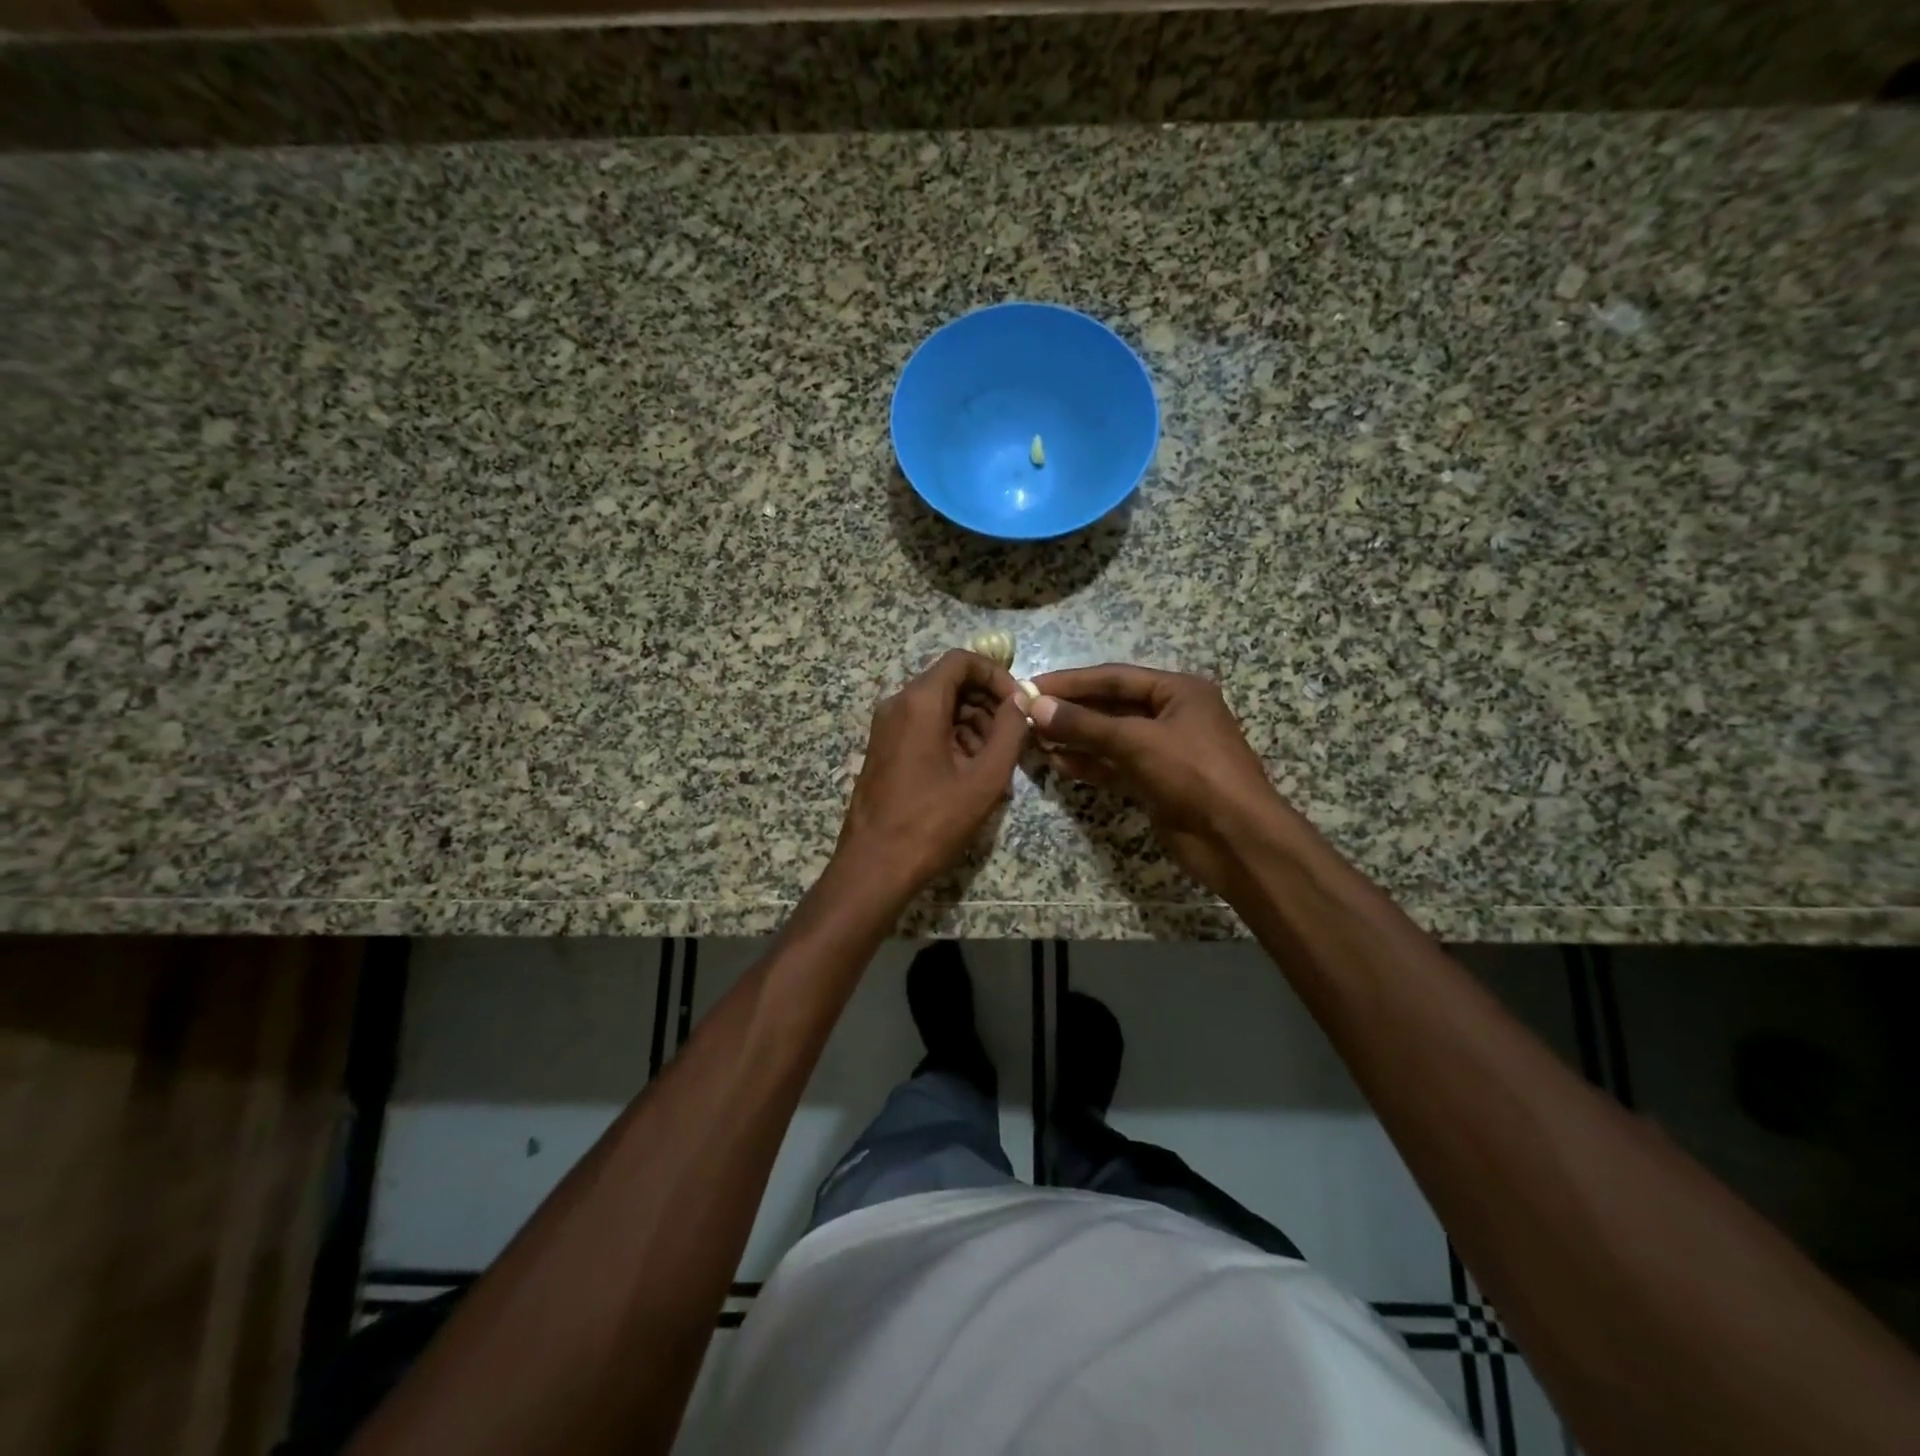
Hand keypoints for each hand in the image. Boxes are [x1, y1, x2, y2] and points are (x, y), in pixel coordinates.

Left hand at [835, 650, 1029, 893]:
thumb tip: (1021, 700)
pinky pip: (923, 728)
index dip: (996, 675)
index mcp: (920, 702)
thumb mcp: (985, 778)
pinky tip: (969, 774)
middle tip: (1012, 738)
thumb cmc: (932, 822)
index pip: (962, 661)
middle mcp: (897, 705)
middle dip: (986, 703)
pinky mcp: (884, 750)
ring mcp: (886, 728)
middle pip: (950, 683)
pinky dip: (951, 739)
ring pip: (938, 707)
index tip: (1018, 704)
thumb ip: (1010, 731)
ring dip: (972, 724)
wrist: (874, 866)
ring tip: (994, 763)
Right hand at [1028, 664, 1286, 892]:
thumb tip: (1036, 707)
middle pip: (1111, 706)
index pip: (1115, 678)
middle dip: (1071, 711)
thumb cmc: (1194, 775)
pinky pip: (1115, 766)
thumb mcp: (1137, 741)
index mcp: (1179, 691)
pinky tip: (1058, 763)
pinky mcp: (1156, 783)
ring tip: (1035, 738)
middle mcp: (1172, 715)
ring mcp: (1164, 752)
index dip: (1072, 681)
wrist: (1237, 840)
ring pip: (1111, 738)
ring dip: (1076, 738)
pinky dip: (1089, 765)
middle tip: (1027, 714)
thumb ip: (1085, 725)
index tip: (1032, 686)